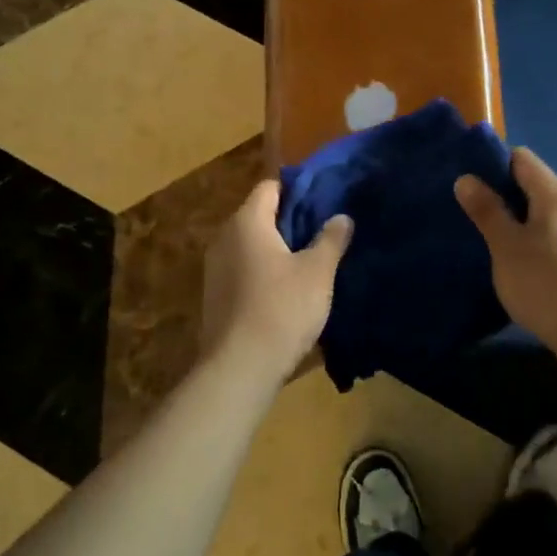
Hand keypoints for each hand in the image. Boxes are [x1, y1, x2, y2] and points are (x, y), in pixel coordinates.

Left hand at [200, 180, 352, 385]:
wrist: (240, 368)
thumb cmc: (282, 308)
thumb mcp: (317, 271)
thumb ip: (331, 239)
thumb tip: (341, 217)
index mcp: (247, 222)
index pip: (270, 187)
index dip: (297, 190)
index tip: (324, 201)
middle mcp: (224, 238)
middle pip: (259, 215)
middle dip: (290, 221)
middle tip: (323, 231)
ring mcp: (215, 268)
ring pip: (251, 245)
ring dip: (277, 249)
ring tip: (310, 261)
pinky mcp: (215, 296)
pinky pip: (243, 269)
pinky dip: (264, 271)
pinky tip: (287, 290)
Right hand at [455, 147, 556, 355]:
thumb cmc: (544, 282)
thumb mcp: (506, 245)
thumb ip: (487, 210)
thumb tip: (466, 179)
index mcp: (555, 195)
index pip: (522, 159)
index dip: (493, 163)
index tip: (468, 181)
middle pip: (532, 185)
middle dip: (501, 193)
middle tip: (469, 211)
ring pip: (541, 213)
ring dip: (514, 220)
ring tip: (485, 236)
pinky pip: (550, 236)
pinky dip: (530, 240)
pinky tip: (513, 260)